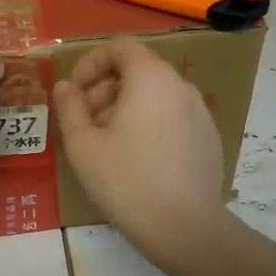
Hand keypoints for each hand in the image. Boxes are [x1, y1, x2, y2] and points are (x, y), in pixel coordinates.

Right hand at [53, 37, 230, 265]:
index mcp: (150, 78)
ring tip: (107, 144)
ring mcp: (200, 113)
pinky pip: (173, 117)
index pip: (120, 47)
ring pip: (156, 95)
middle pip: (138, 70)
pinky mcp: (209, 138)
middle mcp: (181, 86)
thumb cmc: (126, 181)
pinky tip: (138, 161)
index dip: (91, 63)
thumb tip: (65, 86)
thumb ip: (70, 107)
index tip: (74, 92)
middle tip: (85, 122)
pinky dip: (151, 124)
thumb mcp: (82, 144)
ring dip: (126, 108)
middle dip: (106, 88)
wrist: (185, 228)